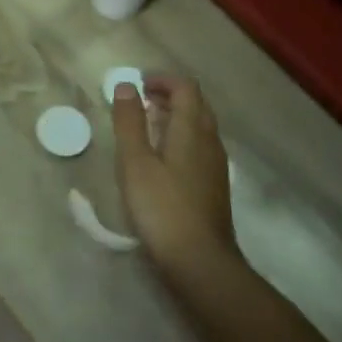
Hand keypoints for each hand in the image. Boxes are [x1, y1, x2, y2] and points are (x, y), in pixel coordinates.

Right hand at [110, 75, 237, 278]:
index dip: (162, 79)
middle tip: (140, 100)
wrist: (200, 261)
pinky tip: (162, 157)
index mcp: (192, 130)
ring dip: (175, 116)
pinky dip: (180, 137)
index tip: (137, 84)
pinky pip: (200, 146)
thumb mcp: (135, 162)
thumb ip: (129, 122)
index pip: (186, 87)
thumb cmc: (162, 208)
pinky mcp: (214, 185)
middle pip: (196, 104)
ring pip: (199, 126)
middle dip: (169, 94)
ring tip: (146, 124)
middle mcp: (210, 141)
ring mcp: (215, 164)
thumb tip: (126, 85)